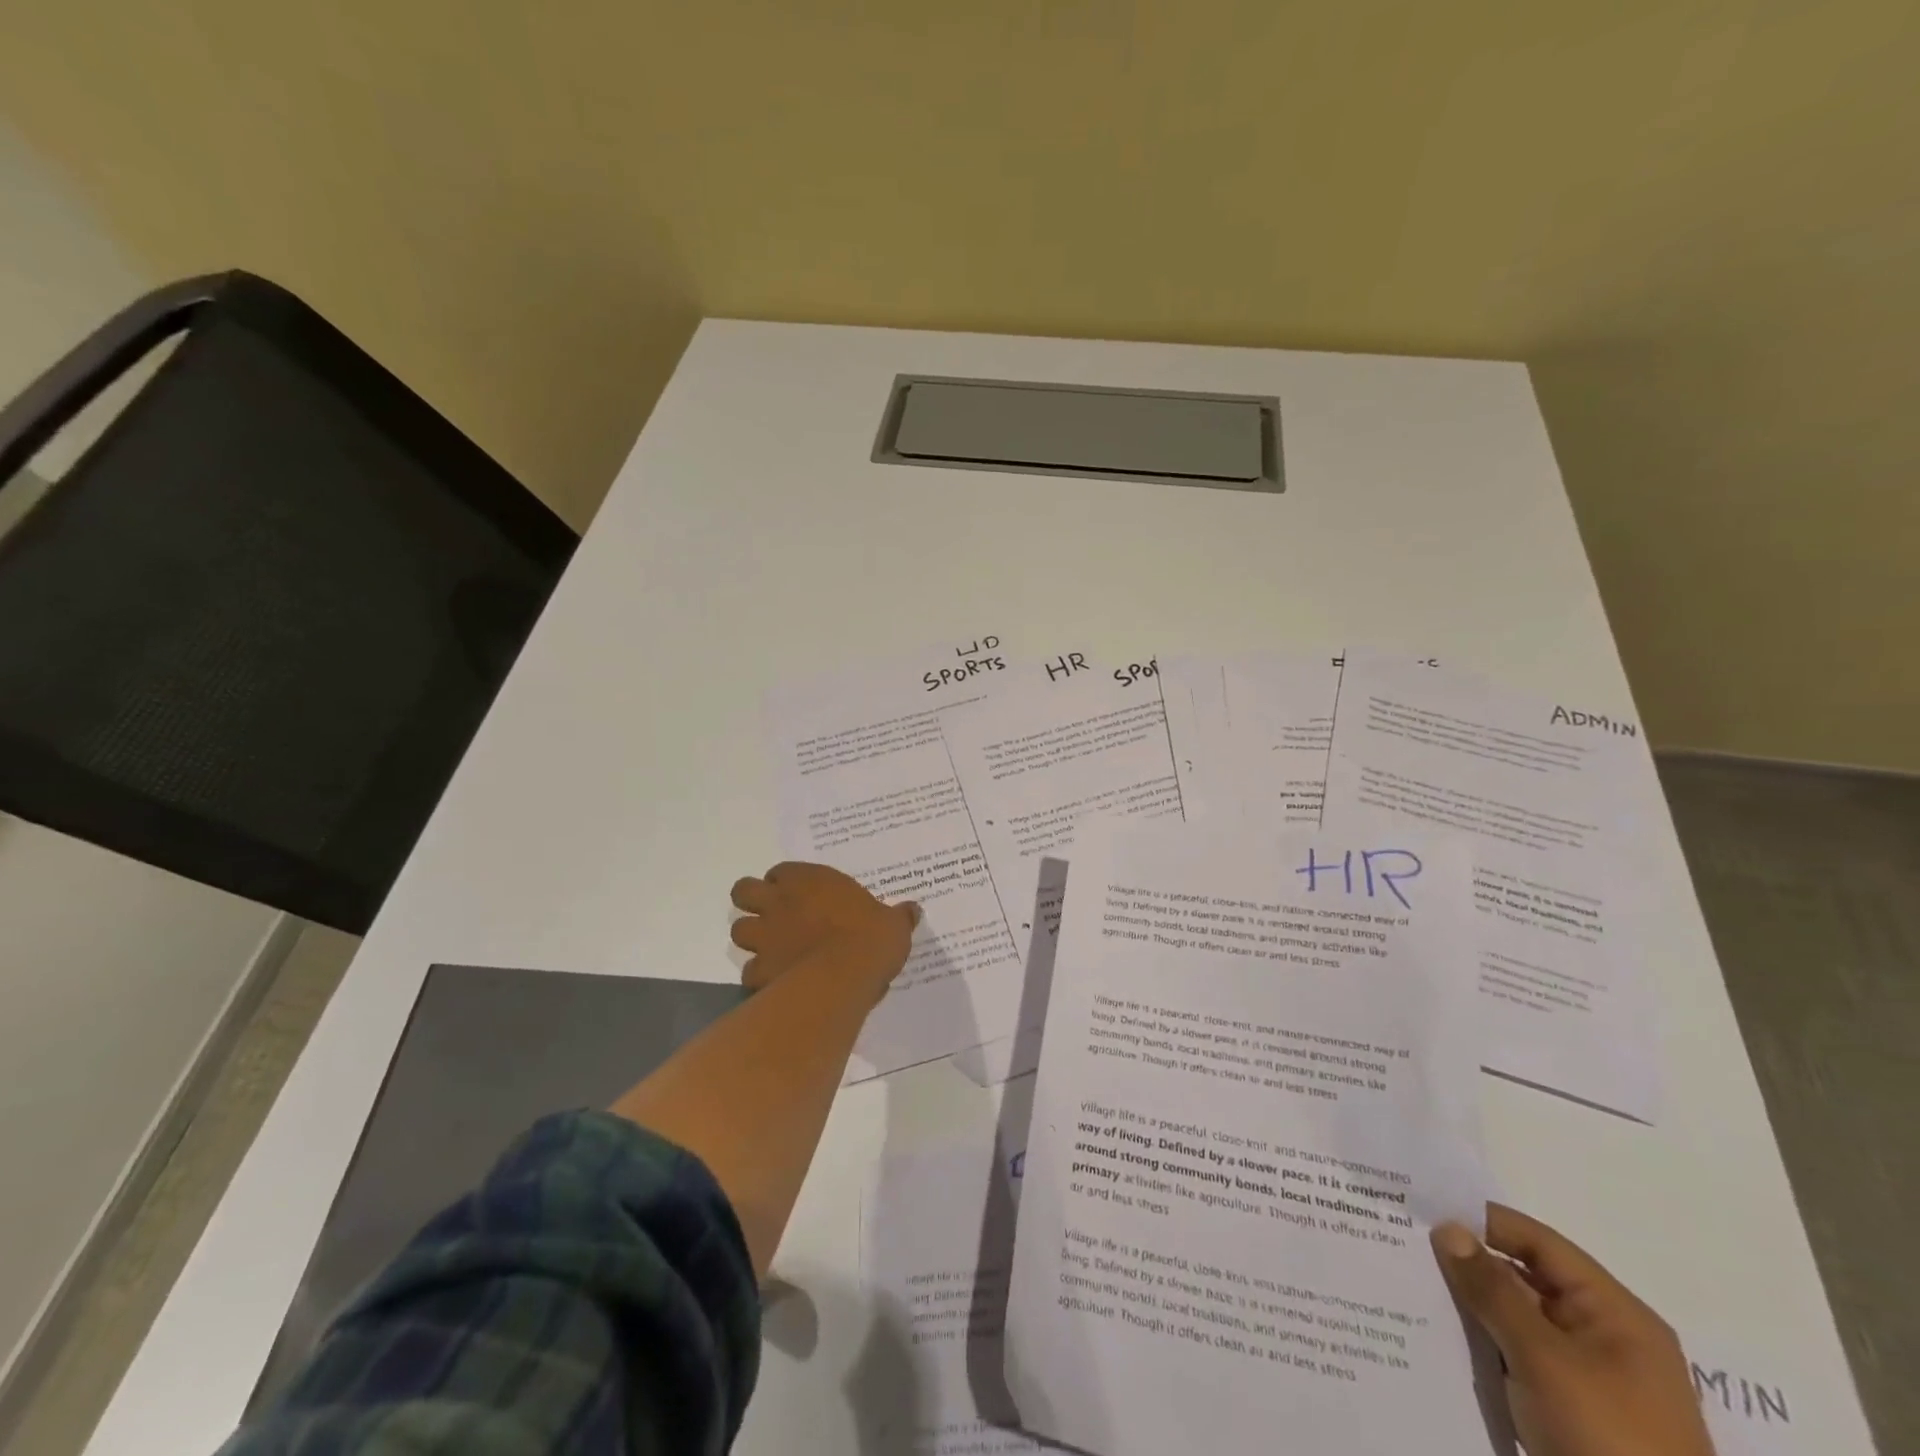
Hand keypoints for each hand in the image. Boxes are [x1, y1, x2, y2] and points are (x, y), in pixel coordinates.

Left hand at [728, 862, 918, 998]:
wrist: (845, 976)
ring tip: (773, 949)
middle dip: (753, 902)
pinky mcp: (760, 971)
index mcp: (809, 880)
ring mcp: (765, 936)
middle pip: (744, 892)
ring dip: (752, 938)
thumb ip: (898, 916)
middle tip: (774, 916)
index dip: (786, 883)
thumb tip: (913, 910)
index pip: (781, 872)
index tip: (800, 894)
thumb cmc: (870, 938)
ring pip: (739, 930)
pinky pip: (750, 972)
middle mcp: (779, 902)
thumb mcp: (894, 924)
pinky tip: (778, 983)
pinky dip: (761, 977)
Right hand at [1431, 1206, 1713, 1455]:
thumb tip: (1447, 1227)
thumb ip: (1492, 1289)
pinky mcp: (1570, 1413)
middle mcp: (1605, 1337)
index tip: (1422, 1210)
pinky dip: (1482, 1344)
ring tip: (1408, 1284)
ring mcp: (1589, 1379)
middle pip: (1525, 1279)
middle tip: (1404, 1245)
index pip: (1538, 1243)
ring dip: (1471, 1307)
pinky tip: (1436, 1335)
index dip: (1483, 1221)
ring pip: (1516, 1321)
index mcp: (1616, 1314)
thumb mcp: (1544, 1360)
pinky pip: (1517, 1358)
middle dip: (1468, 1265)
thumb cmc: (1608, 1441)